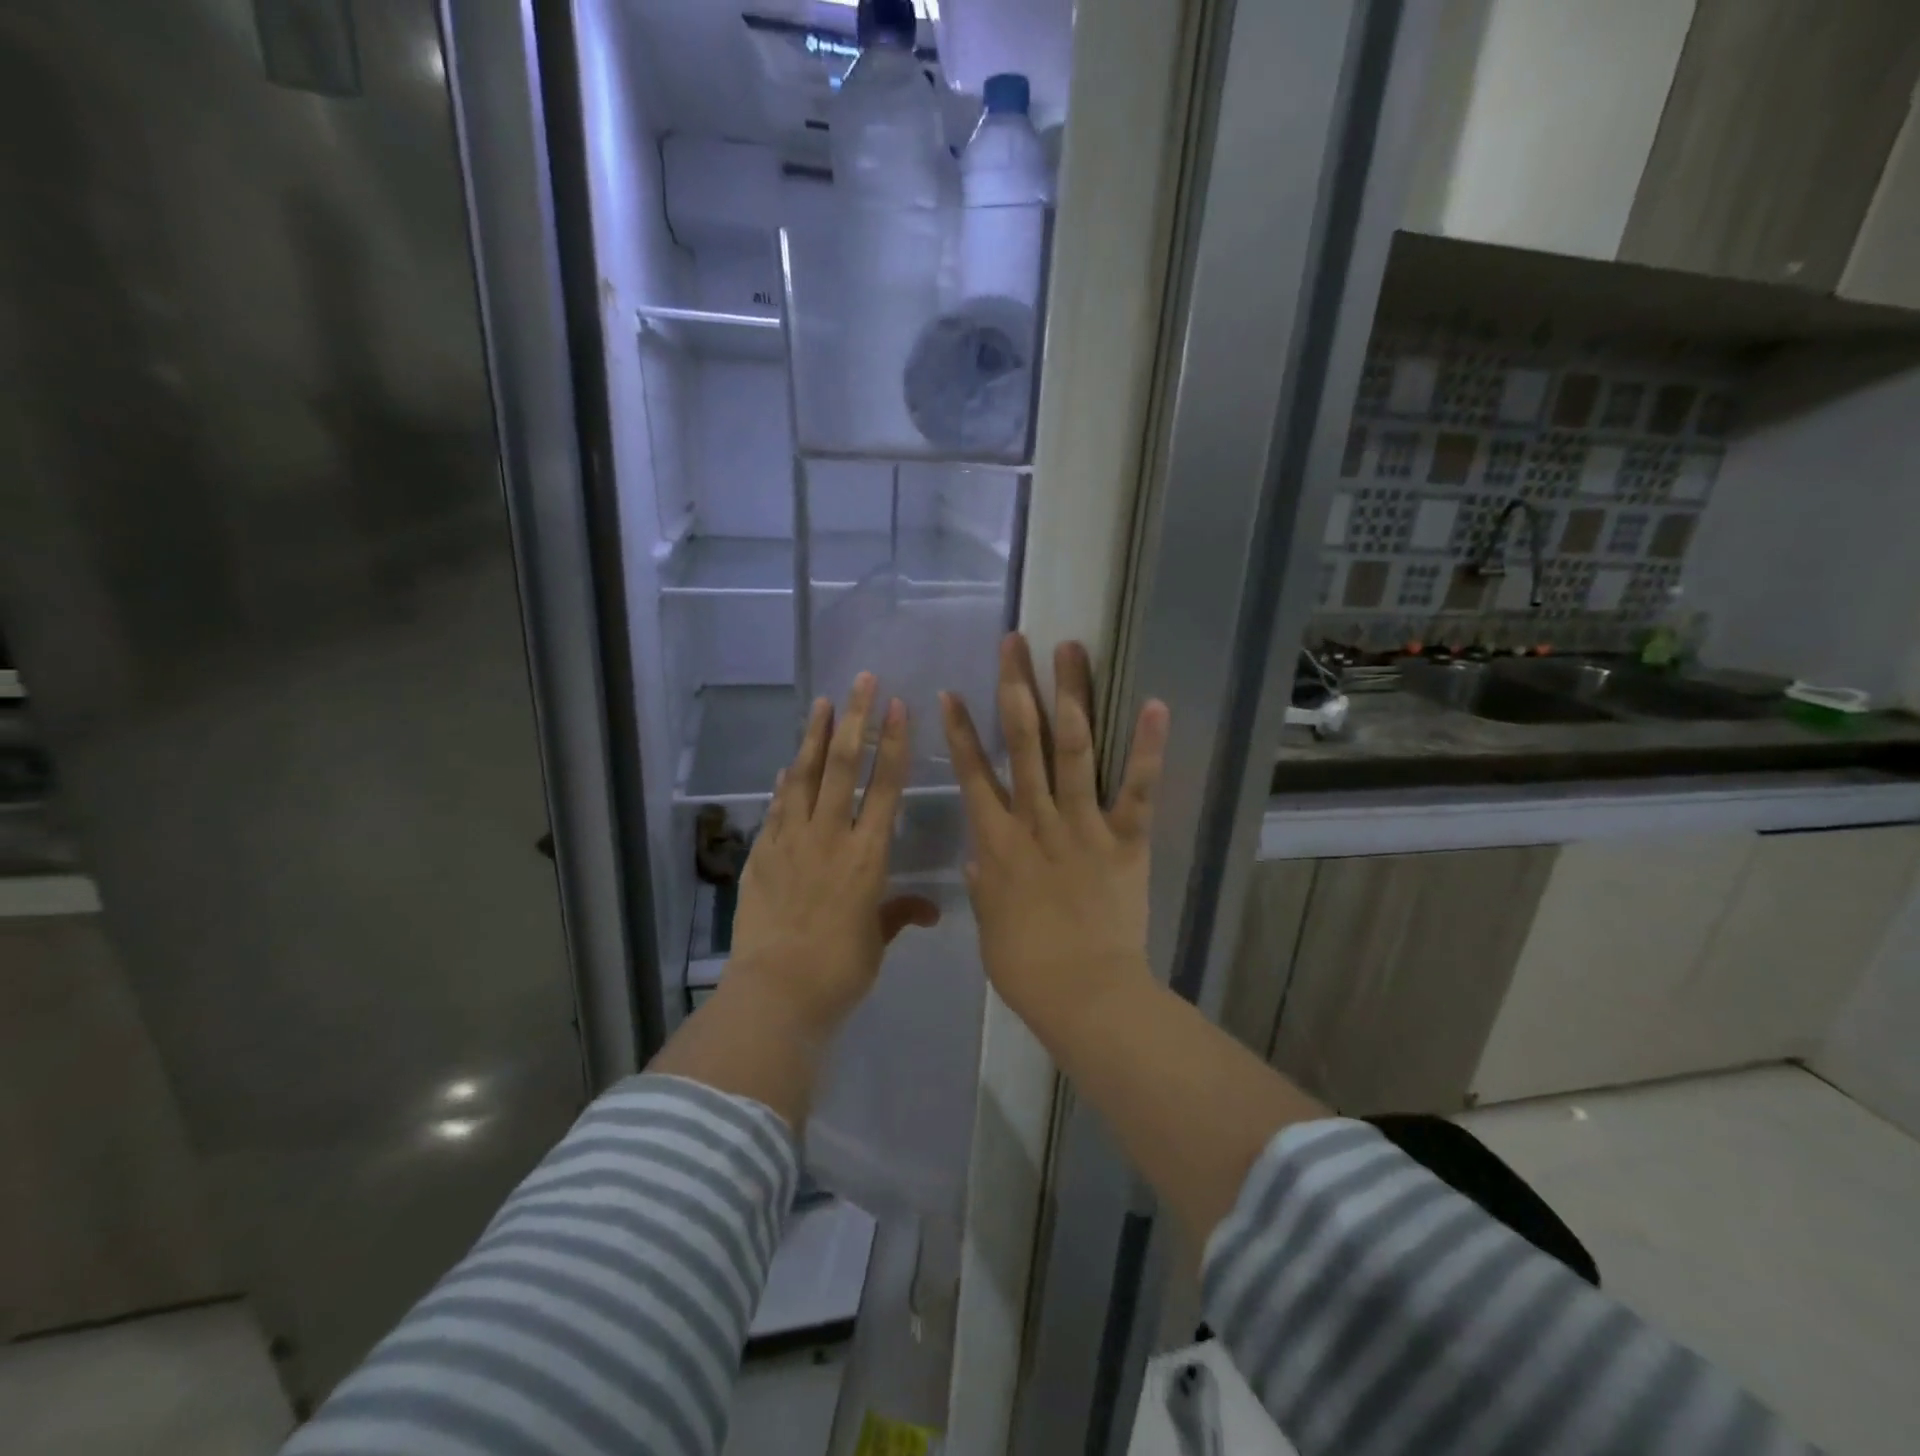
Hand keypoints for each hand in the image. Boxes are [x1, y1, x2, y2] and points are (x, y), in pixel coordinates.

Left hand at [731, 672, 939, 1039]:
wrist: (776, 992)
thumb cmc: (840, 970)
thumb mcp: (877, 941)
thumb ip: (899, 914)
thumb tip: (929, 911)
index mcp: (868, 855)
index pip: (885, 786)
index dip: (894, 743)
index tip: (898, 706)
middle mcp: (830, 836)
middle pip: (843, 766)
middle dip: (855, 719)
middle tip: (860, 681)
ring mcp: (790, 841)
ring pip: (804, 776)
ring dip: (814, 736)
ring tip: (822, 703)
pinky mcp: (761, 854)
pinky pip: (775, 808)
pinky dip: (783, 783)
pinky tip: (786, 763)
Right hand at [940, 635, 1168, 1046]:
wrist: (1083, 995)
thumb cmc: (1026, 967)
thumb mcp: (990, 924)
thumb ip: (982, 883)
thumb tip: (977, 856)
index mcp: (996, 842)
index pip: (972, 774)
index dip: (960, 731)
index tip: (951, 692)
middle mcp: (1034, 820)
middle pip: (1021, 742)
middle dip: (1015, 687)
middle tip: (1015, 643)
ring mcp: (1081, 825)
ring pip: (1071, 748)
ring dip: (1070, 694)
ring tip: (1069, 649)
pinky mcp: (1125, 839)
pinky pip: (1136, 787)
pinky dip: (1147, 747)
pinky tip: (1154, 703)